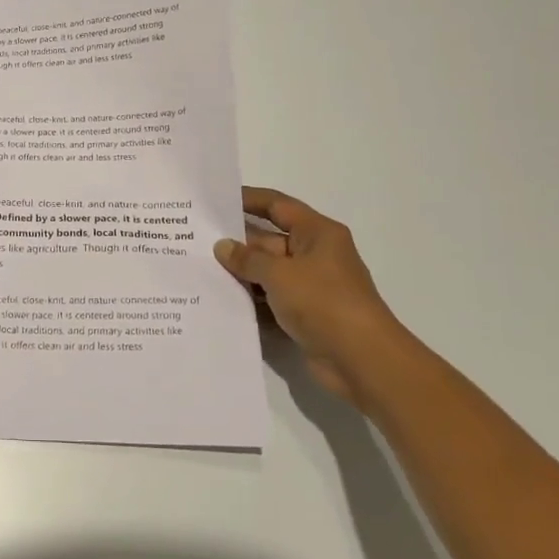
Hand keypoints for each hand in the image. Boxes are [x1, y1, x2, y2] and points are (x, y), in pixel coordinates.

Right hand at [214, 187, 400, 406]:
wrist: (362, 360)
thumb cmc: (324, 303)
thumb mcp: (280, 274)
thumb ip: (247, 259)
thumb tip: (223, 246)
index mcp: (317, 233)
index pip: (277, 205)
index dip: (248, 199)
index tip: (216, 199)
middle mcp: (315, 254)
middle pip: (269, 240)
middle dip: (236, 242)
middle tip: (195, 240)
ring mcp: (310, 286)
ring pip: (267, 272)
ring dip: (240, 273)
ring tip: (199, 269)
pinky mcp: (305, 313)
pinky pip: (271, 298)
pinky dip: (251, 299)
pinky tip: (220, 300)